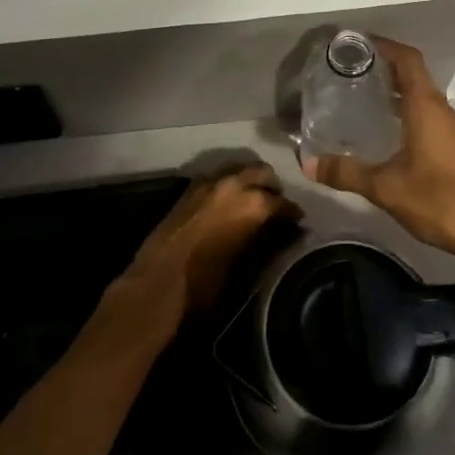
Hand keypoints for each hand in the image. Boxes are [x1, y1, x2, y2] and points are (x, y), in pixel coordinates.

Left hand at [122, 163, 291, 316]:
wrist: (156, 285)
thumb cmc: (205, 284)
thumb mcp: (245, 266)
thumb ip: (266, 242)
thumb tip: (282, 234)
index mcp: (253, 204)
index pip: (284, 203)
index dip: (293, 214)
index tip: (297, 223)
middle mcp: (233, 184)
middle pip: (263, 173)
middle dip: (272, 188)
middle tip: (275, 207)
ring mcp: (208, 183)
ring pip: (239, 170)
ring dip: (249, 181)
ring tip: (252, 202)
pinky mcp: (189, 188)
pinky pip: (218, 177)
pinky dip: (228, 185)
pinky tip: (227, 204)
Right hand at [303, 38, 454, 263]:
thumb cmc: (438, 200)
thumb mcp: (385, 188)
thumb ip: (346, 173)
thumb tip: (307, 163)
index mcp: (427, 107)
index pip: (407, 59)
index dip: (384, 46)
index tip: (356, 44)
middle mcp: (442, 110)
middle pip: (413, 76)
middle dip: (383, 69)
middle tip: (348, 72)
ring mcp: (453, 129)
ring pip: (421, 98)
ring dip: (395, 92)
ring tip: (360, 98)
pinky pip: (428, 116)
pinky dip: (406, 113)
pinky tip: (385, 133)